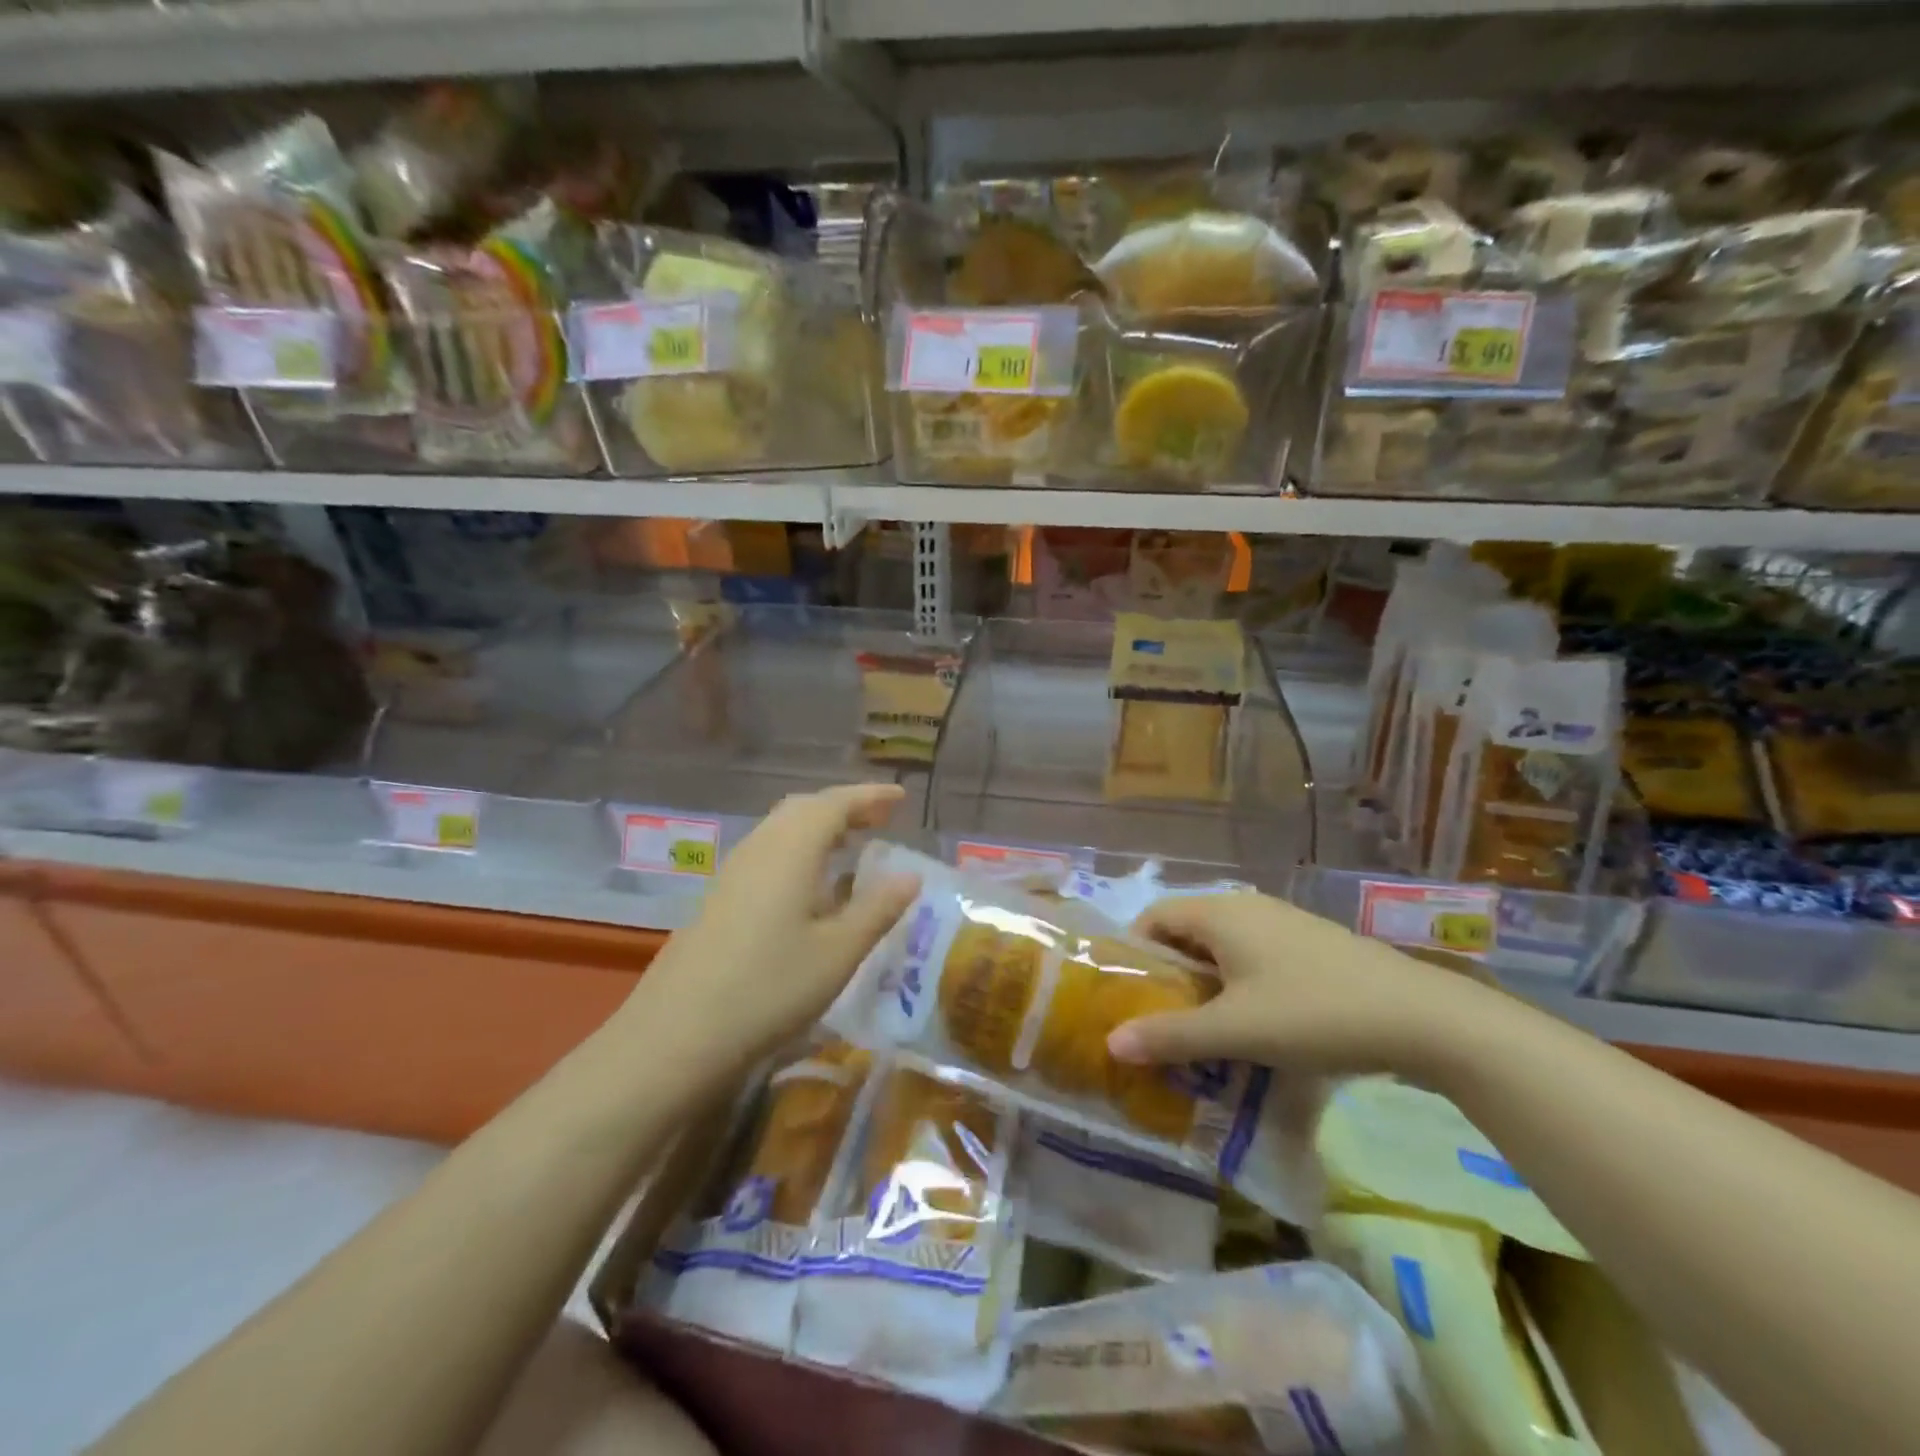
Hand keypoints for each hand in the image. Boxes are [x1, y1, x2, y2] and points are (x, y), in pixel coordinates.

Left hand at [625, 784, 919, 1075]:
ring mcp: (734, 872)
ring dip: (820, 828)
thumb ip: (877, 909)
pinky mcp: (720, 898)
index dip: (870, 796)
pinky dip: (800, 851)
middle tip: (881, 820)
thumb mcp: (838, 952)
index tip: (902, 796)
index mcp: (791, 849)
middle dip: (845, 807)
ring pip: (782, 830)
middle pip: (804, 808)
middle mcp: (760, 847)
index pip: (835, 803)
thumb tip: (910, 875)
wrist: (676, 1034)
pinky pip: (768, 853)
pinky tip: (811, 886)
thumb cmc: (769, 987)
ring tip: (852, 847)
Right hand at [1106, 891, 1493, 1077]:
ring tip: (1204, 1029)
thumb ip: (1170, 1035)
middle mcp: (1246, 907)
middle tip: (1161, 1021)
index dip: (1133, 952)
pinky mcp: (1311, 943)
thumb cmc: (1313, 1014)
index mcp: (1219, 913)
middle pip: (1187, 931)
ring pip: (1223, 946)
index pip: (1154, 917)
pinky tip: (1256, 1023)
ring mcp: (1283, 922)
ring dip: (1205, 982)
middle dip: (1169, 974)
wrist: (1421, 1017)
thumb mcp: (1235, 1031)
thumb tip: (1111, 1043)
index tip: (1128, 997)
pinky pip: (1255, 955)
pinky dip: (1239, 983)